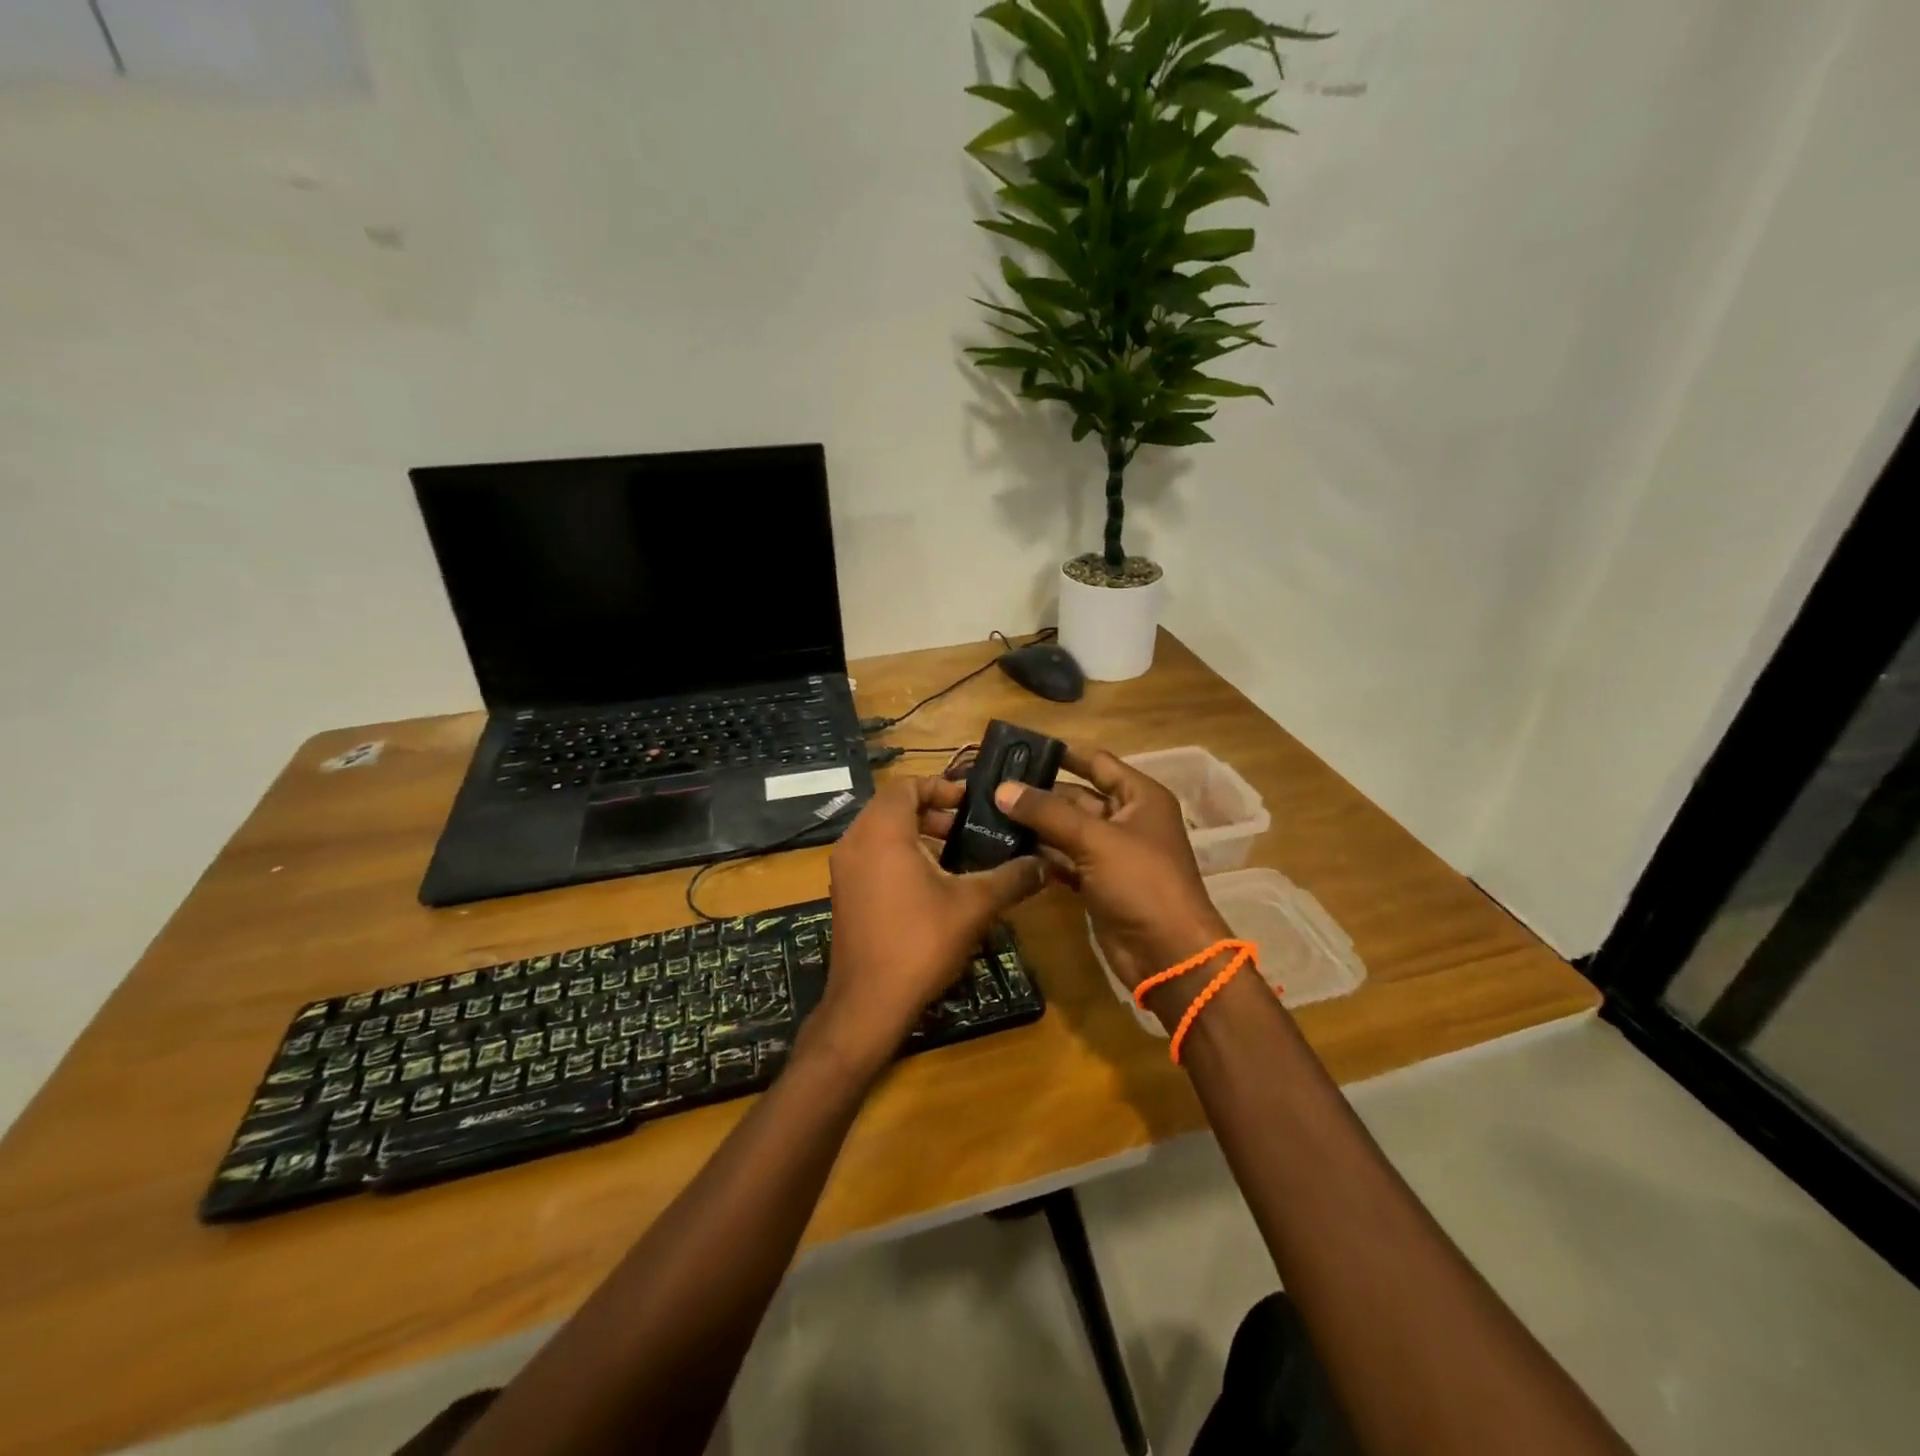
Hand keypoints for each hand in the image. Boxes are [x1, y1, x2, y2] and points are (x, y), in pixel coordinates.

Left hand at [811, 776, 1044, 1070]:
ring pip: (881, 832)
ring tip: (956, 856)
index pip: (906, 785)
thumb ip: (1011, 878)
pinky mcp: (843, 893)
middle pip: (893, 806)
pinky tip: (932, 884)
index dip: (941, 787)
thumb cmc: (920, 942)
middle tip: (967, 828)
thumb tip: (1044, 864)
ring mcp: (844, 869)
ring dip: (917, 835)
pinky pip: (872, 856)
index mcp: (882, 831)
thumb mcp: (974, 906)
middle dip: (932, 812)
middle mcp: (855, 841)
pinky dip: (899, 856)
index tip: (971, 803)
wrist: (868, 1004)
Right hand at [991, 746, 1228, 995]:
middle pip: (1076, 797)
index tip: (1020, 749)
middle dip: (1038, 793)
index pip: (1097, 763)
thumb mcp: (1094, 839)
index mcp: (1139, 797)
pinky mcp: (1097, 883)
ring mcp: (1111, 854)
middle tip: (991, 786)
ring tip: (988, 814)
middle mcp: (1126, 820)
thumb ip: (1046, 813)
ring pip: (1066, 830)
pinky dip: (1040, 855)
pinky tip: (1006, 849)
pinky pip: (1064, 860)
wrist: (1168, 954)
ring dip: (1034, 825)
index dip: (1062, 754)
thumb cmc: (1141, 882)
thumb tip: (1002, 789)